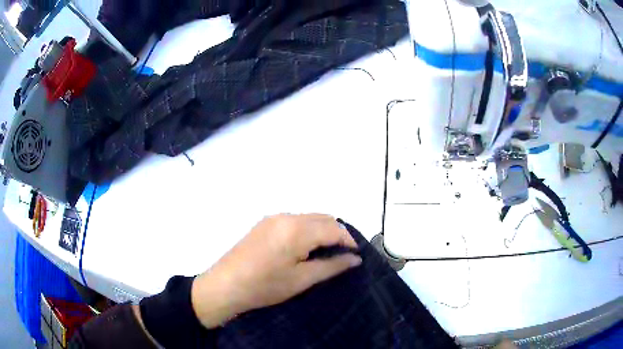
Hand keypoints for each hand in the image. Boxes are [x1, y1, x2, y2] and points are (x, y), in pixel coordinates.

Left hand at [191, 214, 361, 327]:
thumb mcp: (301, 280)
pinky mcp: (264, 223)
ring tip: (325, 253)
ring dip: (322, 231)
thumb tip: (355, 259)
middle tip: (342, 255)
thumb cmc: (265, 286)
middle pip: (323, 218)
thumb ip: (332, 266)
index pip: (334, 228)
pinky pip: (295, 221)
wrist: (225, 285)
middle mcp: (287, 216)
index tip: (356, 255)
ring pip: (309, 218)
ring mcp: (273, 218)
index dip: (349, 240)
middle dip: (337, 233)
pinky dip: (307, 230)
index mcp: (297, 229)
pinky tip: (304, 248)